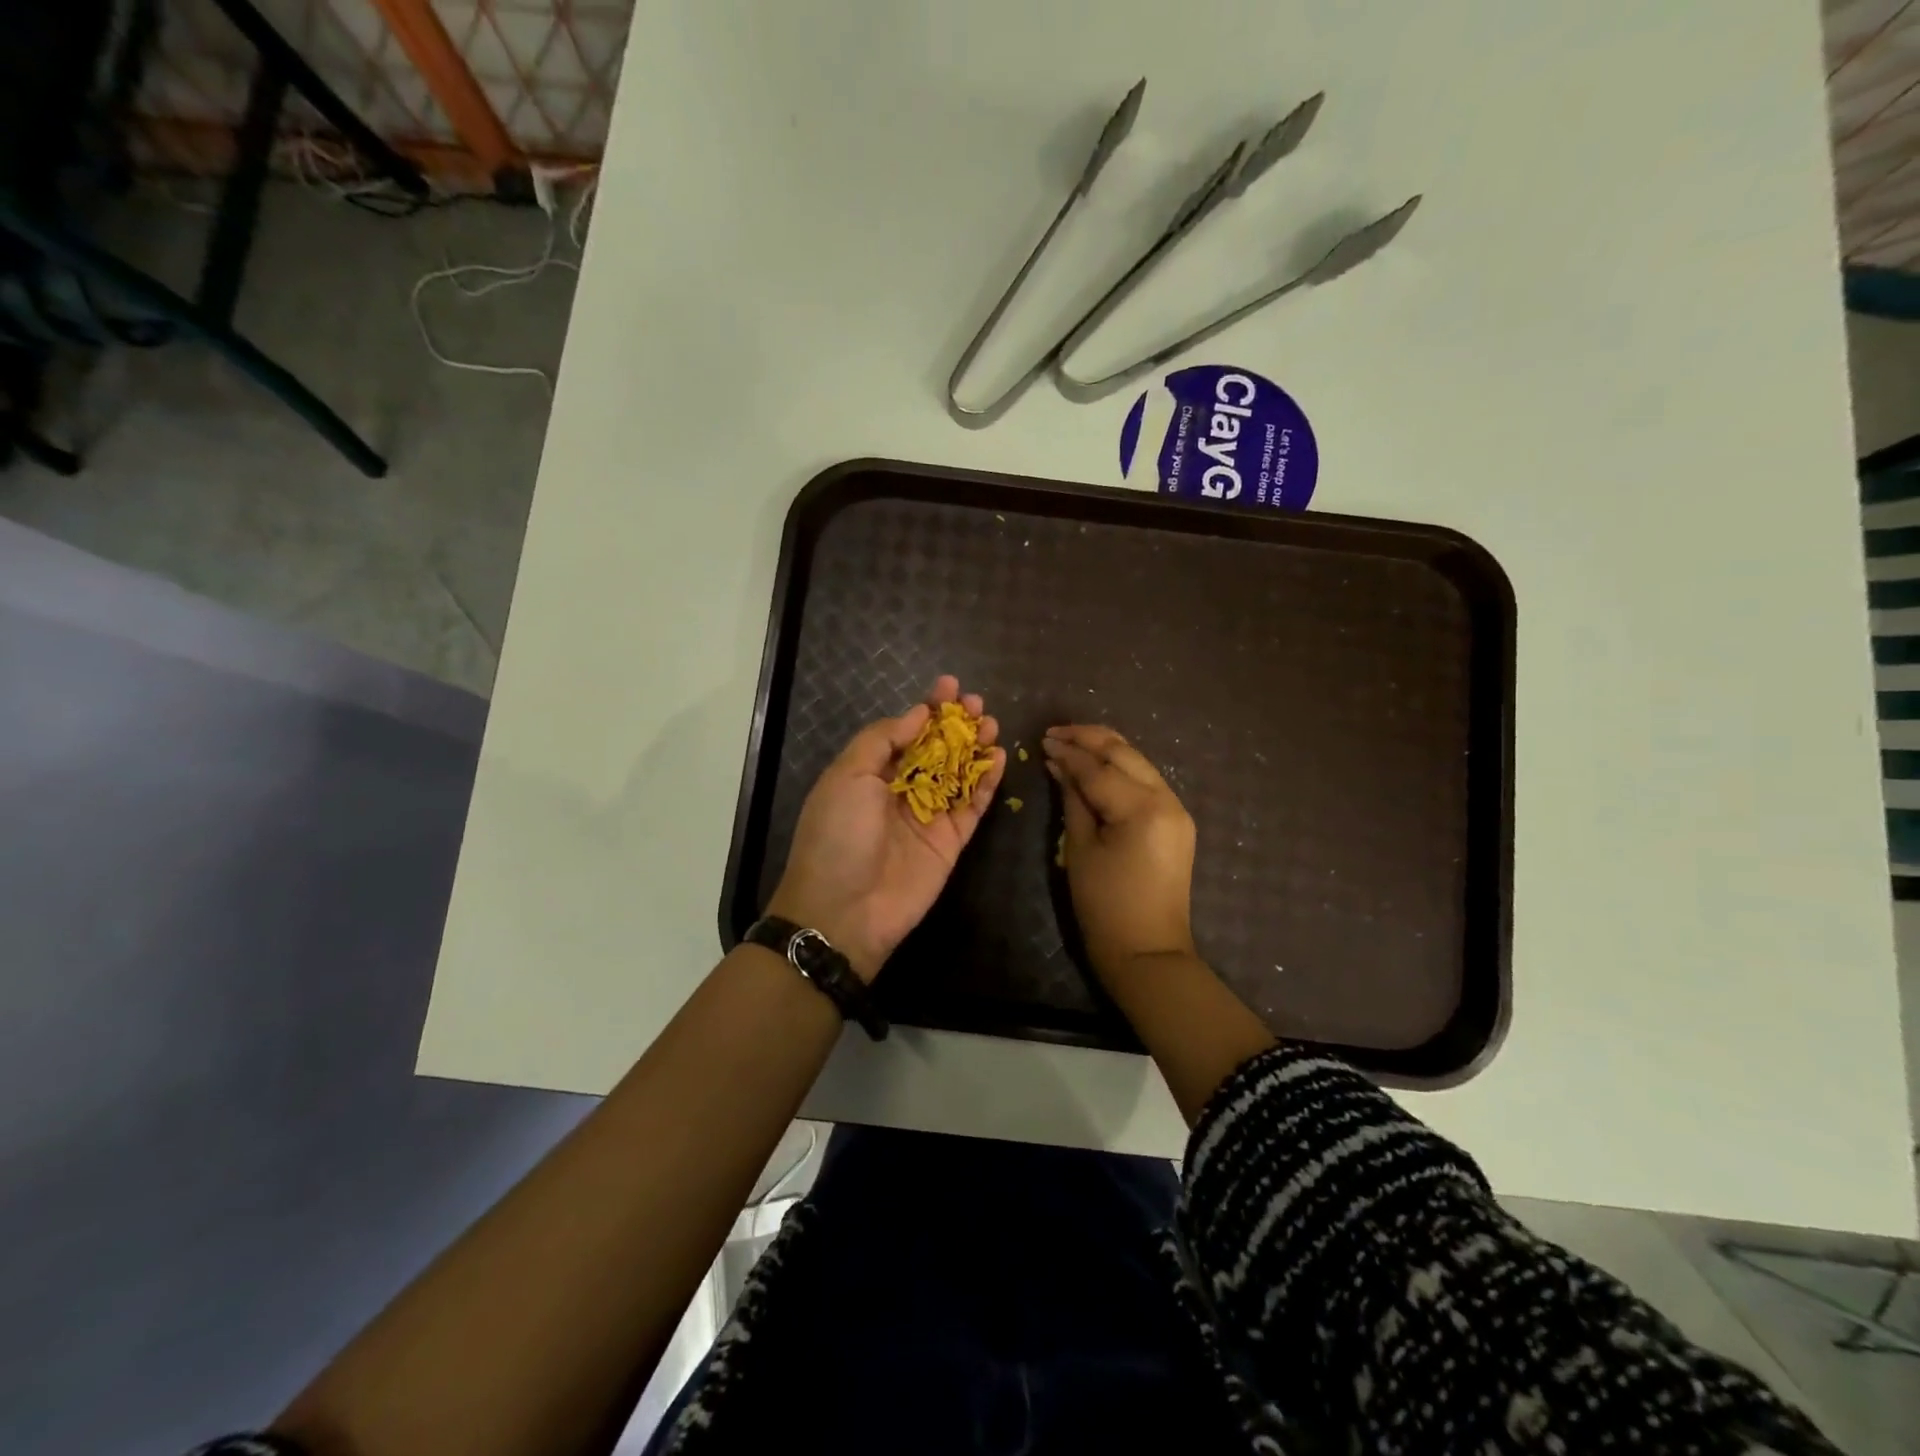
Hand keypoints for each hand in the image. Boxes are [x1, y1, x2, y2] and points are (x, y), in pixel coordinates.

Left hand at [768, 676, 1005, 981]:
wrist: (845, 910)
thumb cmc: (838, 834)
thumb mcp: (847, 775)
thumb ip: (883, 740)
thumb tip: (916, 713)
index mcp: (871, 773)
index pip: (905, 732)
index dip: (927, 708)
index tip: (948, 685)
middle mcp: (901, 791)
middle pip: (937, 749)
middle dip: (956, 724)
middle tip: (977, 702)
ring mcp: (928, 816)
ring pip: (959, 774)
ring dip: (976, 747)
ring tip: (991, 723)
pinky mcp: (951, 841)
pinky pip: (973, 806)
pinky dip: (988, 782)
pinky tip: (1000, 756)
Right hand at [1043, 724, 1196, 979]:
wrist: (1147, 951)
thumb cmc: (1104, 906)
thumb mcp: (1079, 850)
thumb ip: (1073, 800)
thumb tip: (1060, 766)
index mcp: (1142, 809)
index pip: (1098, 769)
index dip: (1068, 753)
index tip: (1043, 740)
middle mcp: (1167, 799)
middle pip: (1125, 754)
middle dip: (1089, 739)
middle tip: (1056, 732)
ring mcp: (1177, 809)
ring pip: (1139, 762)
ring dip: (1106, 750)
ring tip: (1072, 741)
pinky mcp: (1176, 821)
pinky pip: (1146, 782)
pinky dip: (1121, 770)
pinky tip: (1097, 766)